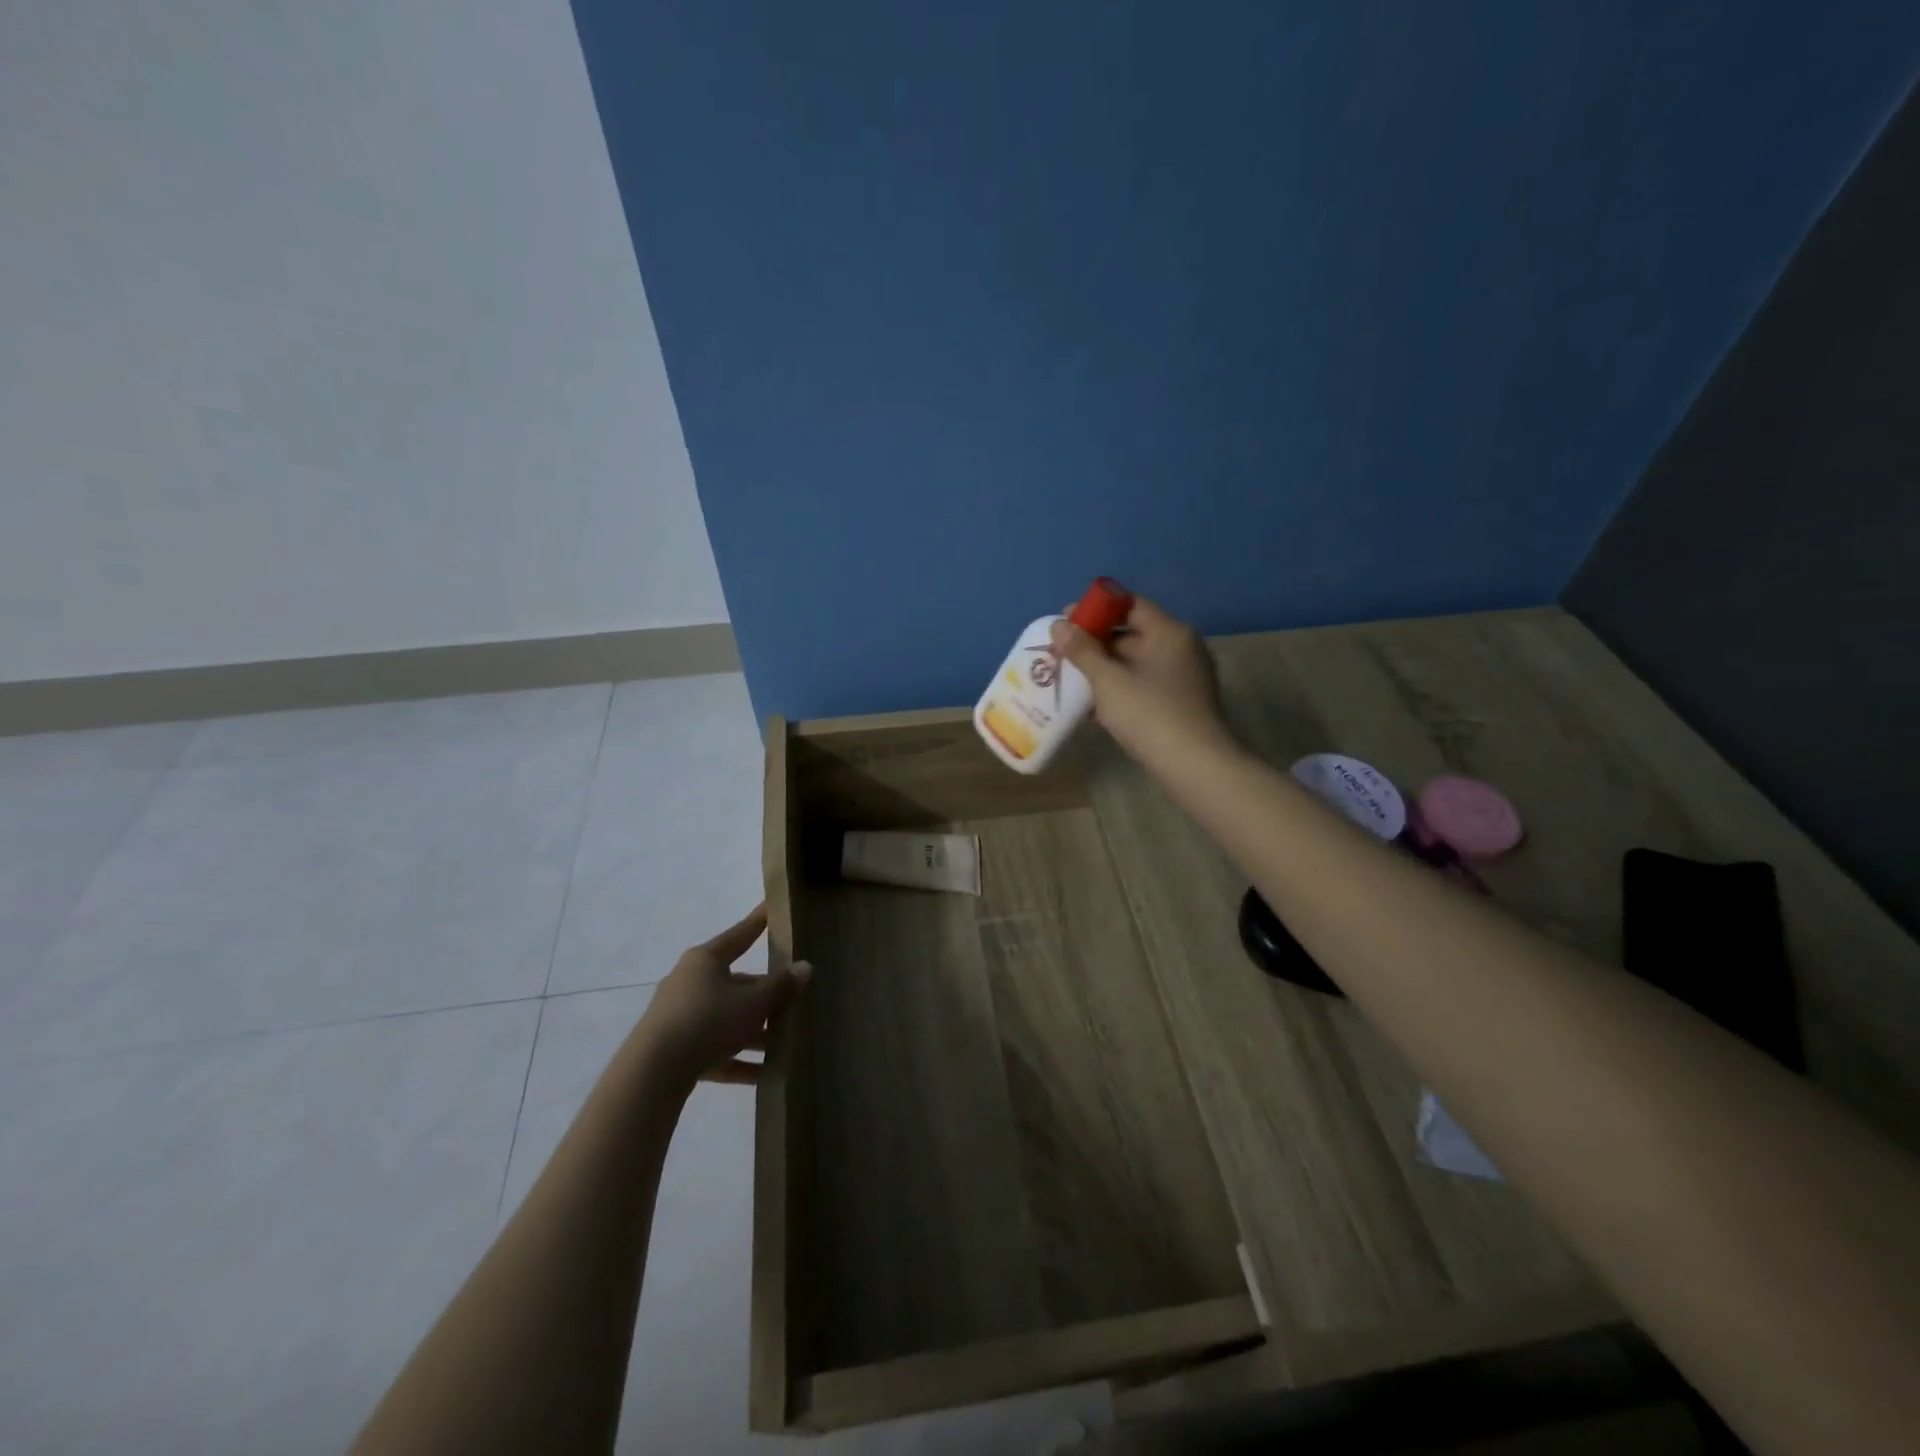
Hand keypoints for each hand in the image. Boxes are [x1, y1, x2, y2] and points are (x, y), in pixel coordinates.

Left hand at [636, 906, 810, 1089]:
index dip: (758, 922)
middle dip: (765, 995)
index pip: (740, 935)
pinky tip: (764, 1075)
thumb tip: (805, 967)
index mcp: (705, 961)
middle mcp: (689, 982)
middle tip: (793, 999)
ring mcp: (679, 1017)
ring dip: (754, 1032)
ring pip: (726, 1018)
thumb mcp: (752, 1003)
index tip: (772, 907)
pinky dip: (737, 1060)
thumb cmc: (708, 1021)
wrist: (653, 1073)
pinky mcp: (675, 1050)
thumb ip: (780, 987)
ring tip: (785, 1043)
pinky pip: (714, 1049)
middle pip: (736, 983)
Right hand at [1049, 595, 1233, 767]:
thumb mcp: (1108, 681)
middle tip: (1063, 653)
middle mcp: (1181, 647)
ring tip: (1072, 678)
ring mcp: (1184, 676)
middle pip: (1133, 633)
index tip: (1066, 621)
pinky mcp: (1181, 702)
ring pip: (1137, 662)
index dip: (1096, 609)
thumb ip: (1082, 650)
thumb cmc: (1150, 714)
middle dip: (1096, 642)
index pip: (1129, 605)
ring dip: (1105, 668)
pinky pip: (1145, 684)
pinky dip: (1120, 687)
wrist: (1195, 766)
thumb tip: (1059, 625)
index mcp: (1169, 632)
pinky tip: (1094, 704)